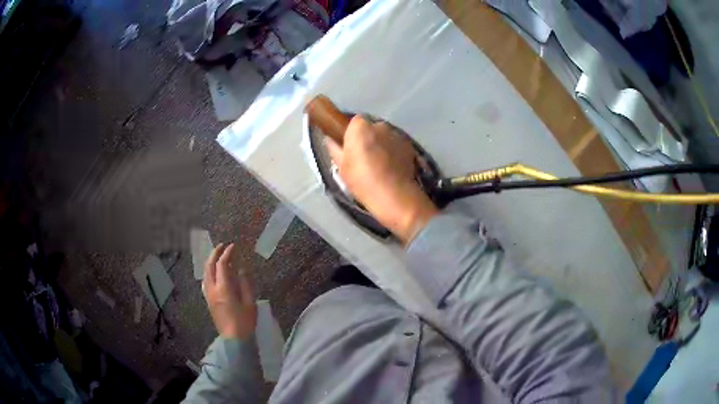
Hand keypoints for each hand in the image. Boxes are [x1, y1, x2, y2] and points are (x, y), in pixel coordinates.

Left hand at [203, 243, 256, 339]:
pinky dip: (209, 272)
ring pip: (205, 273)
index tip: (234, 246)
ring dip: (210, 262)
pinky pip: (205, 281)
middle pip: (209, 266)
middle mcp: (212, 289)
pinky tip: (214, 273)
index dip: (227, 253)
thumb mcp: (250, 303)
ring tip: (218, 256)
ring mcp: (208, 295)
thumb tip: (241, 269)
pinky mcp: (208, 301)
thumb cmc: (244, 322)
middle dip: (215, 253)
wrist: (233, 340)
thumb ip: (245, 284)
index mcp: (223, 288)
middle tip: (223, 246)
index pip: (222, 265)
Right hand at [325, 116, 437, 243]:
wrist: (393, 195)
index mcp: (360, 127)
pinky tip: (391, 169)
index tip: (350, 148)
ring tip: (379, 166)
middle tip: (363, 159)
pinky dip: (394, 153)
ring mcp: (396, 135)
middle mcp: (380, 125)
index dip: (351, 134)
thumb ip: (334, 148)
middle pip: (371, 128)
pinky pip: (396, 145)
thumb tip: (329, 139)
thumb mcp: (341, 167)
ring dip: (381, 145)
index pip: (354, 122)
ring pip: (385, 137)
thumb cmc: (362, 180)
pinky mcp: (409, 146)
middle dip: (368, 139)